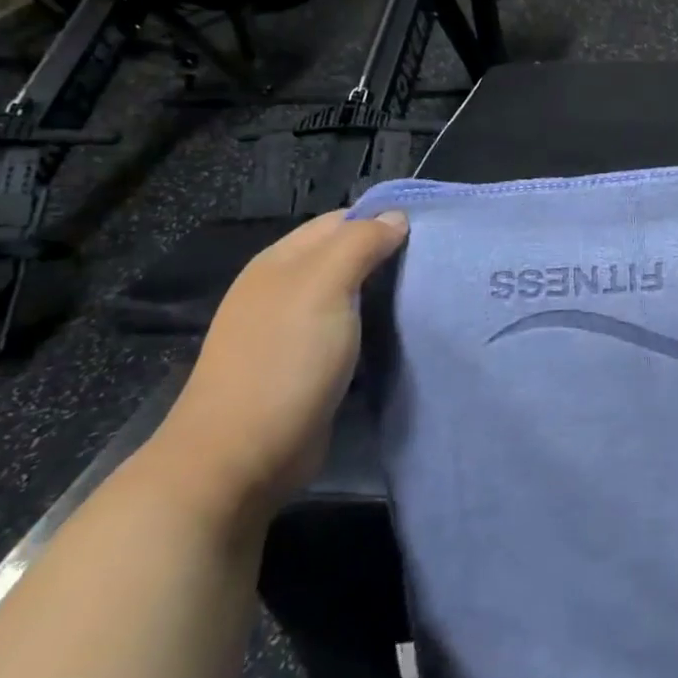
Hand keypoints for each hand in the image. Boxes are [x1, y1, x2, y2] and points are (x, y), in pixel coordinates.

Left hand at [154, 210, 407, 517]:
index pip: (342, 220)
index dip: (383, 220)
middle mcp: (284, 290)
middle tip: (437, 265)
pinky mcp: (306, 369)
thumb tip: (397, 218)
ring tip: (429, 297)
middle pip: (346, 257)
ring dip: (386, 296)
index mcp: (282, 262)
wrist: (240, 459)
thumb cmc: (284, 361)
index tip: (431, 232)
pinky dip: (376, 330)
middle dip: (389, 257)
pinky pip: (349, 334)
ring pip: (351, 297)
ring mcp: (292, 332)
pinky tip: (403, 335)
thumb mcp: (324, 286)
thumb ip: (361, 244)